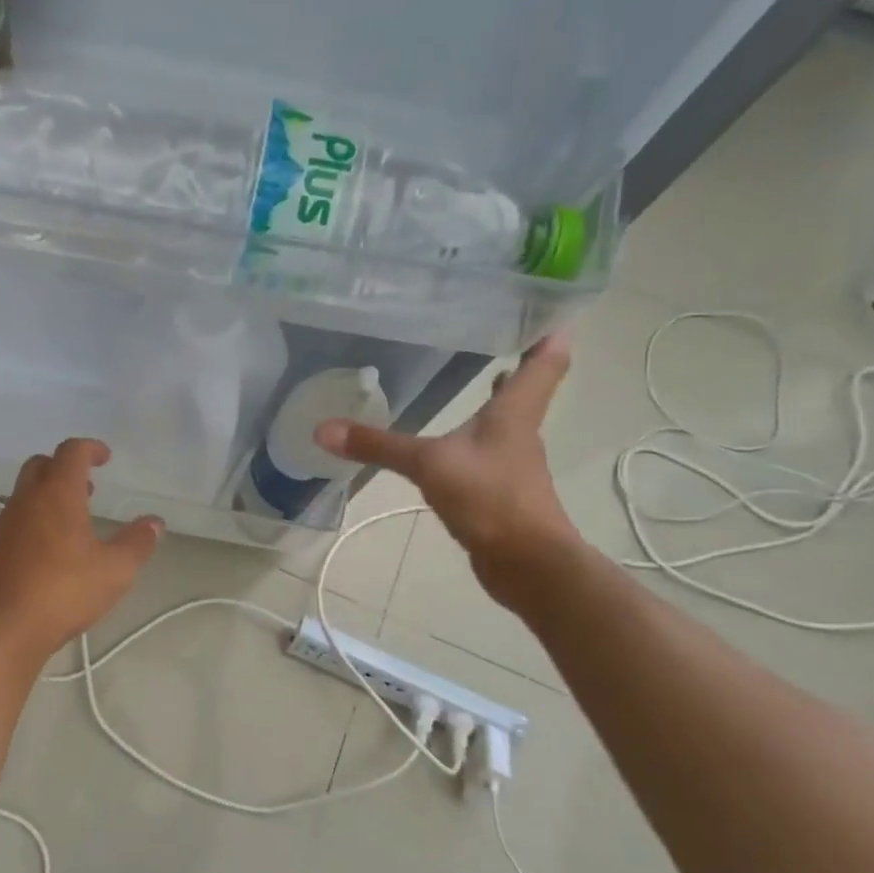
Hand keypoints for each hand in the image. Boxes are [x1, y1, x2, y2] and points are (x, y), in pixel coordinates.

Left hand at [0, 438, 161, 663]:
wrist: (4, 628)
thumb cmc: (64, 591)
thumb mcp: (115, 570)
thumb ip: (137, 543)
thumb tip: (155, 523)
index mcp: (57, 494)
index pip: (70, 452)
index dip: (90, 448)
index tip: (105, 457)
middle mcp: (27, 500)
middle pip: (41, 465)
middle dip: (64, 467)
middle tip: (88, 486)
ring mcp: (6, 524)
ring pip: (26, 492)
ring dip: (49, 494)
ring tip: (75, 520)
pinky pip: (17, 518)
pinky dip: (36, 518)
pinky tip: (52, 549)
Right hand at [316, 333, 579, 600]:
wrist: (527, 564)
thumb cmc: (490, 498)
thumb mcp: (428, 465)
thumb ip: (378, 446)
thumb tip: (323, 429)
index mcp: (513, 413)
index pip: (544, 363)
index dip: (549, 334)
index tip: (550, 309)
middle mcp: (519, 433)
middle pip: (528, 390)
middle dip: (520, 364)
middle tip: (502, 336)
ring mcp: (512, 465)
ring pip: (506, 422)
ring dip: (496, 401)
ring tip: (477, 376)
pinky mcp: (500, 493)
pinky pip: (487, 455)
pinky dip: (475, 440)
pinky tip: (452, 444)